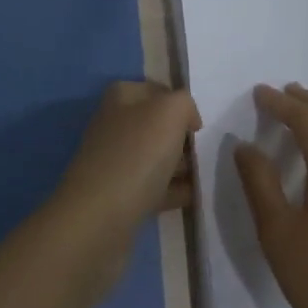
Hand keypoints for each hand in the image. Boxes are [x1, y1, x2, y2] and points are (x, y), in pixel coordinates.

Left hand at [50, 81, 199, 251]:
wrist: (101, 217)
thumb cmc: (138, 153)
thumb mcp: (170, 111)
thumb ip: (185, 103)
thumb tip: (187, 119)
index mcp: (121, 97)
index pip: (156, 90)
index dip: (180, 103)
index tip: (200, 124)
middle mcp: (114, 125)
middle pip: (157, 125)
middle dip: (182, 137)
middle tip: (207, 151)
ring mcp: (115, 161)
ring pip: (156, 157)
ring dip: (181, 165)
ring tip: (206, 175)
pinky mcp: (119, 196)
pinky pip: (154, 187)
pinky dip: (173, 191)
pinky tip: (194, 197)